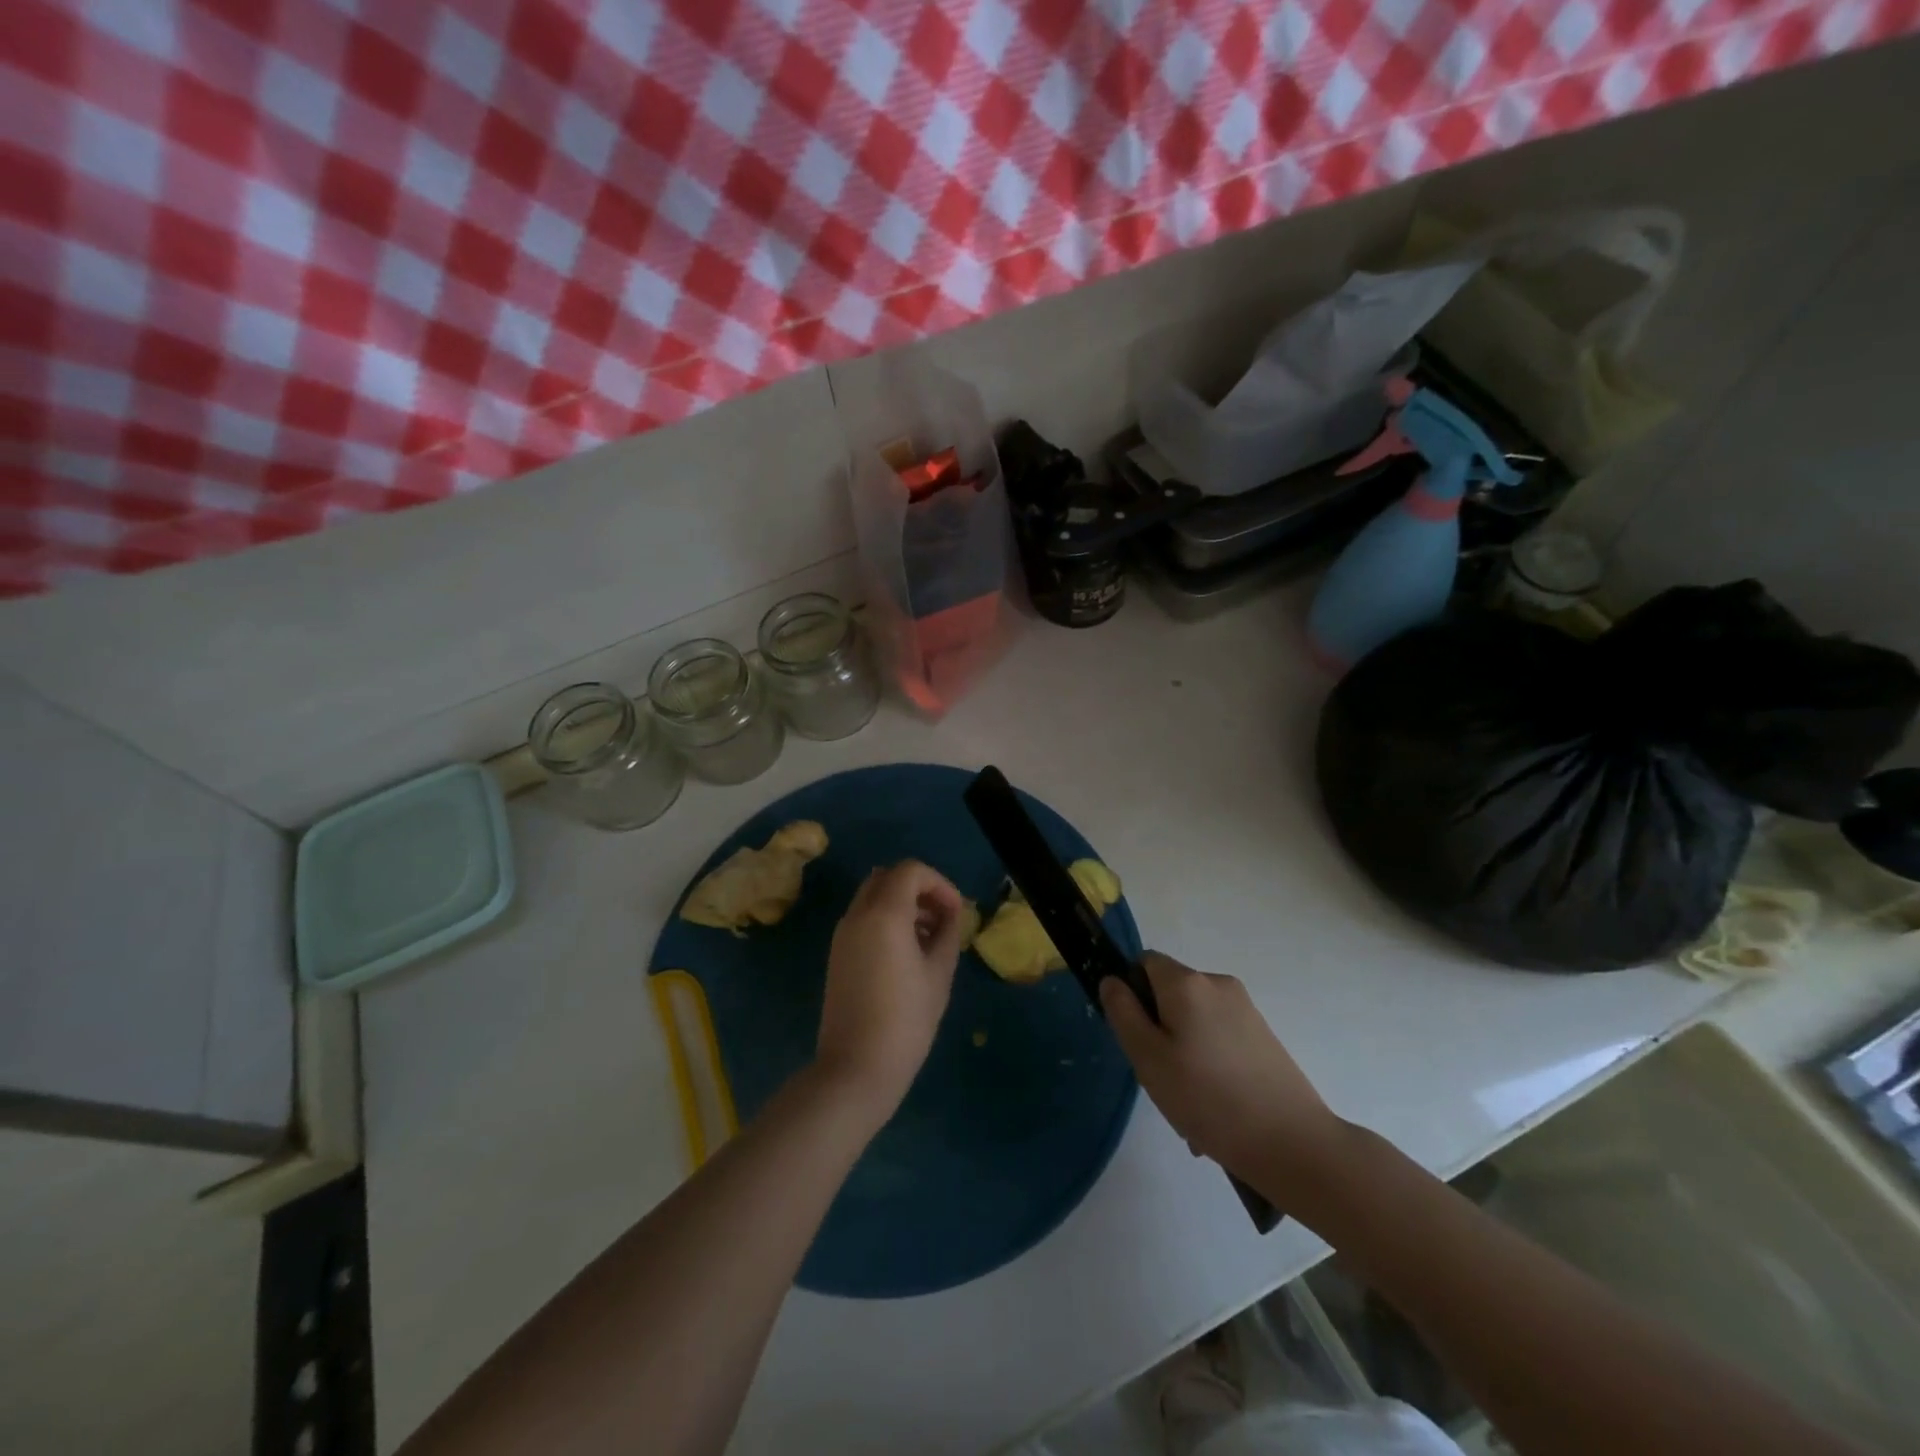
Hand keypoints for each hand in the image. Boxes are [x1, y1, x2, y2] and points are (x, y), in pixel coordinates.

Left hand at [815, 861, 965, 1123]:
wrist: (856, 1068)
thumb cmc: (906, 1020)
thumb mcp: (939, 974)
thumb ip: (948, 933)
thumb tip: (950, 914)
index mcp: (884, 914)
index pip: (910, 870)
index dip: (939, 883)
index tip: (956, 912)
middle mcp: (857, 915)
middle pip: (888, 877)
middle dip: (919, 889)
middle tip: (942, 919)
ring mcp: (842, 934)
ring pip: (873, 896)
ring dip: (902, 904)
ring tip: (929, 939)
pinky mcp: (837, 954)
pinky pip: (863, 918)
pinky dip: (886, 919)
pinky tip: (906, 953)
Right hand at [1100, 953, 1344, 1182]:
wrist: (1294, 1144)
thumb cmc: (1209, 1098)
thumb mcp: (1148, 1058)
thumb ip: (1123, 1012)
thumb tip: (1112, 980)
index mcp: (1187, 982)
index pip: (1144, 962)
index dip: (1131, 992)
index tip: (1134, 1036)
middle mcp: (1218, 984)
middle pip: (1170, 995)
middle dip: (1157, 1030)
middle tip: (1159, 1079)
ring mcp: (1246, 1010)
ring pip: (1194, 1022)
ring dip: (1182, 1055)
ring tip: (1188, 1108)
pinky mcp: (1263, 1037)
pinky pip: (1219, 1040)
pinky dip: (1208, 1065)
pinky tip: (1213, 1111)